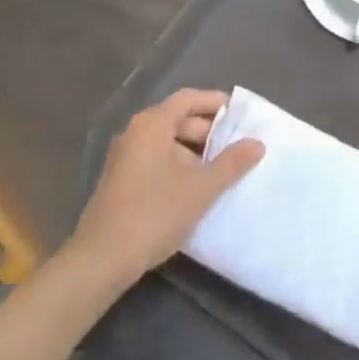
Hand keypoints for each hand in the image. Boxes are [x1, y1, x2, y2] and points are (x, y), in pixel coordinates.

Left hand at [70, 89, 264, 286]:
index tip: (239, 113)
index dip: (214, 102)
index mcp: (152, 124)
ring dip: (194, 152)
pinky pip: (155, 160)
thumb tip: (257, 143)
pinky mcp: (119, 181)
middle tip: (235, 146)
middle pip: (176, 119)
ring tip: (220, 170)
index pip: (187, 99)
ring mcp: (124, 157)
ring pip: (166, 142)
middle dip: (207, 131)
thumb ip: (232, 163)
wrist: (101, 260)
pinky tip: (194, 189)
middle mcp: (134, 133)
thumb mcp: (201, 188)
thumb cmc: (154, 213)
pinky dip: (177, 166)